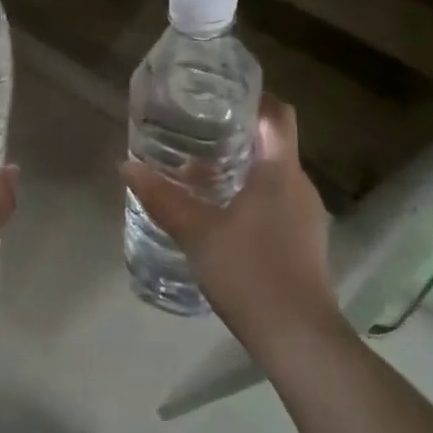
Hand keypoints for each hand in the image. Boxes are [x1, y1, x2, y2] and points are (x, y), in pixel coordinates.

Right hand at [122, 95, 339, 347]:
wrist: (298, 337)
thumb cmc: (249, 271)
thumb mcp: (196, 232)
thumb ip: (162, 197)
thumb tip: (126, 166)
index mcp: (280, 171)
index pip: (278, 114)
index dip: (255, 97)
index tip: (222, 95)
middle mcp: (299, 185)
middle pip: (273, 144)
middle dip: (237, 135)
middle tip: (196, 132)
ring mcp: (307, 215)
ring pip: (274, 176)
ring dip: (241, 169)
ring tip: (199, 175)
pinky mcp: (306, 241)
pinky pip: (278, 202)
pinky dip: (251, 196)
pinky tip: (221, 215)